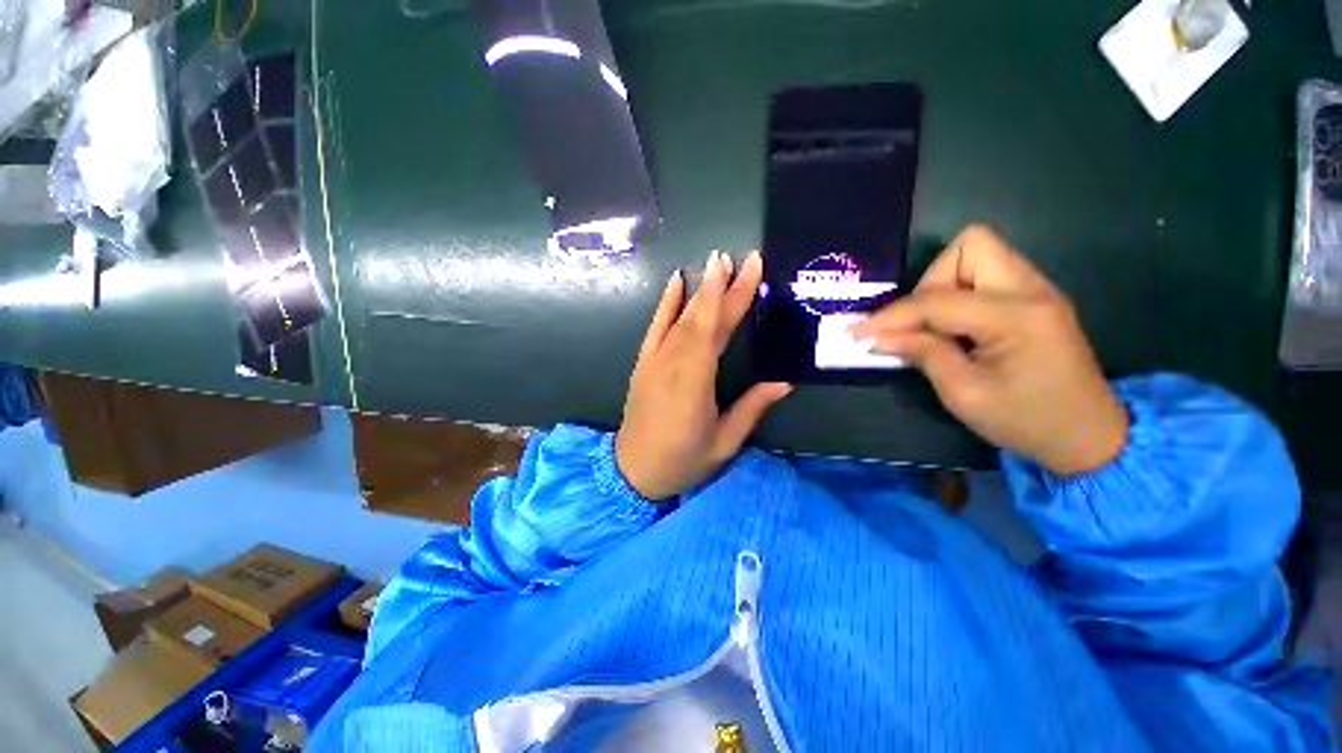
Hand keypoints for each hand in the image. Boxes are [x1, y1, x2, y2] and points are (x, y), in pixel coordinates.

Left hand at [616, 250, 792, 499]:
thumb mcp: (723, 442)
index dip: (734, 297)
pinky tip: (675, 281)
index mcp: (695, 383)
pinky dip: (666, 303)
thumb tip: (784, 382)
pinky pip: (654, 328)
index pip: (718, 330)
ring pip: (680, 318)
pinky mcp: (643, 363)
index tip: (750, 269)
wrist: (632, 471)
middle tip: (740, 257)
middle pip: (701, 318)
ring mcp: (654, 361)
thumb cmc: (682, 461)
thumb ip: (752, 408)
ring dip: (699, 289)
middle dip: (721, 285)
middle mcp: (673, 364)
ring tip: (716, 264)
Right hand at [850, 225, 1127, 475]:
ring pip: (978, 254)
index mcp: (1018, 317)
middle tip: (917, 323)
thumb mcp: (964, 394)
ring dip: (943, 286)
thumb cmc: (1027, 421)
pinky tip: (953, 327)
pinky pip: (986, 275)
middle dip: (930, 282)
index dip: (892, 316)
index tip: (859, 332)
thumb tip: (878, 336)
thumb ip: (922, 354)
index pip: (938, 300)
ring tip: (933, 327)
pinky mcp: (1033, 299)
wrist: (1089, 436)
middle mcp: (1032, 289)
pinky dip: (958, 294)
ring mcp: (1036, 290)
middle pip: (970, 246)